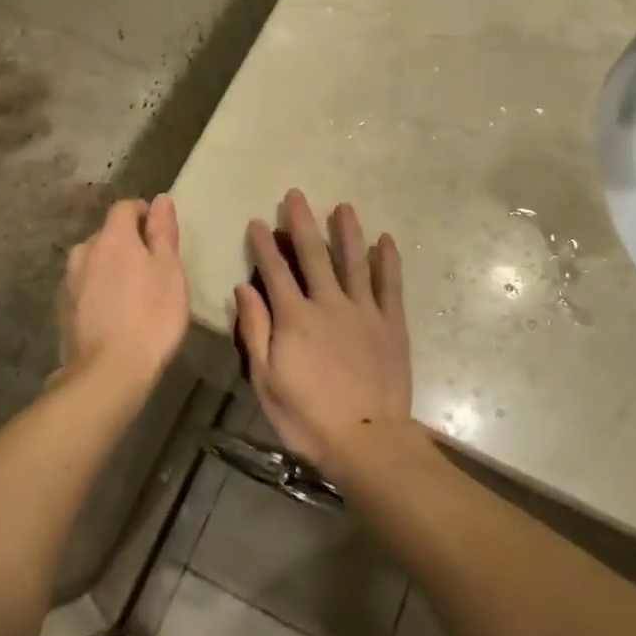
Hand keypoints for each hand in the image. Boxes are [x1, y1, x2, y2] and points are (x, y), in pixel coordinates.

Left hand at [57, 196, 188, 390]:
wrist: (109, 371)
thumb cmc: (151, 316)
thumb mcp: (170, 271)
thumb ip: (163, 232)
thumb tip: (160, 199)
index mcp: (113, 238)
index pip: (125, 207)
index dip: (144, 214)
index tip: (161, 234)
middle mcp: (85, 252)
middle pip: (107, 235)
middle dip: (128, 243)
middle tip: (151, 267)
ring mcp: (69, 281)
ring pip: (92, 261)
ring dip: (109, 267)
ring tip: (131, 291)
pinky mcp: (62, 309)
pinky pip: (84, 287)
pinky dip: (97, 290)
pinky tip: (112, 313)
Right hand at [235, 191, 413, 484]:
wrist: (367, 439)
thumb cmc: (308, 417)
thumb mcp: (266, 380)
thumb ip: (255, 331)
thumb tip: (244, 289)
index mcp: (294, 318)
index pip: (275, 271)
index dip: (265, 245)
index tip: (258, 221)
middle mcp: (328, 304)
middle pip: (313, 255)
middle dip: (302, 223)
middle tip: (296, 195)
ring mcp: (363, 310)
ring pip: (353, 261)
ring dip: (347, 231)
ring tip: (343, 206)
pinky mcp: (390, 323)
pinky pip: (389, 284)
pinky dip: (387, 261)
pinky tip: (385, 240)